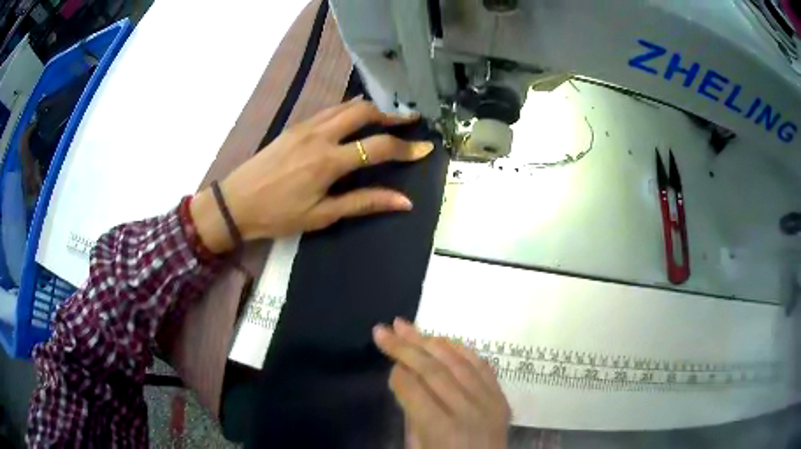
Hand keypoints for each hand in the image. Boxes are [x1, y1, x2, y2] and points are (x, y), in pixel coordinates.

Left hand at [191, 98, 434, 252]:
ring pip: (345, 106)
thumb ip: (363, 203)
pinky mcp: (294, 126)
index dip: (405, 147)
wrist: (235, 202)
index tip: (424, 148)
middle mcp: (319, 135)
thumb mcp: (321, 215)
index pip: (377, 146)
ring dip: (370, 109)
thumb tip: (403, 202)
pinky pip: (329, 110)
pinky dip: (348, 111)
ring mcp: (305, 126)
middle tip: (408, 121)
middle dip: (390, 113)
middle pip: (363, 111)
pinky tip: (353, 121)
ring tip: (386, 118)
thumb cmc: (277, 214)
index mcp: (328, 161)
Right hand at [373, 318, 510, 448]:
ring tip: (407, 327)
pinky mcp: (501, 397)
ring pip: (458, 362)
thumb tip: (402, 376)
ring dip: (430, 340)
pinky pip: (482, 365)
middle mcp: (468, 411)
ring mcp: (489, 402)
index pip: (414, 390)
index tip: (386, 361)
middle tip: (384, 329)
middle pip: (433, 370)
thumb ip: (411, 413)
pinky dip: (461, 349)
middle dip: (405, 346)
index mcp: (442, 430)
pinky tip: (443, 339)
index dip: (397, 373)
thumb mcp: (417, 447)